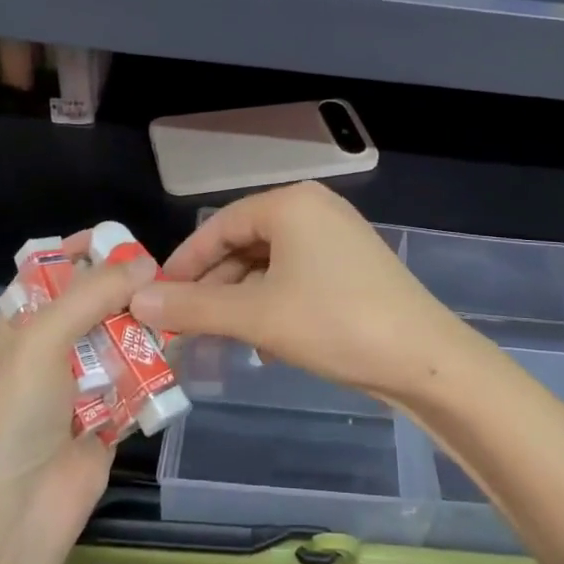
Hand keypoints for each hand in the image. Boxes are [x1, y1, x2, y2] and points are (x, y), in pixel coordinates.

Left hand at [0, 239, 155, 543]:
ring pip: (124, 336)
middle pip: (97, 300)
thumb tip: (146, 264)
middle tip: (169, 276)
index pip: (52, 269)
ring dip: (149, 325)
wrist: (17, 511)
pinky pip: (142, 376)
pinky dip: (161, 364)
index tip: (125, 239)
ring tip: (185, 307)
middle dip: (128, 287)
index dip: (84, 250)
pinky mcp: (114, 411)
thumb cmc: (15, 414)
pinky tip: (187, 348)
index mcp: (23, 322)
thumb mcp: (42, 340)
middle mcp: (53, 345)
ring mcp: (84, 380)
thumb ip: (93, 294)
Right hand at [130, 182, 476, 402]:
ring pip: (269, 265)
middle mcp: (314, 209)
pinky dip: (272, 304)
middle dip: (212, 287)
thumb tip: (139, 302)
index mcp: (291, 204)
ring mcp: (338, 238)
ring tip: (218, 339)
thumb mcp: (256, 316)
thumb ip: (193, 307)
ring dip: (240, 301)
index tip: (156, 299)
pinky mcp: (352, 267)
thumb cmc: (334, 323)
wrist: (425, 359)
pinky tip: (263, 342)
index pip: (219, 225)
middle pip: (244, 243)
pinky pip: (295, 277)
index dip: (183, 263)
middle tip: (183, 325)